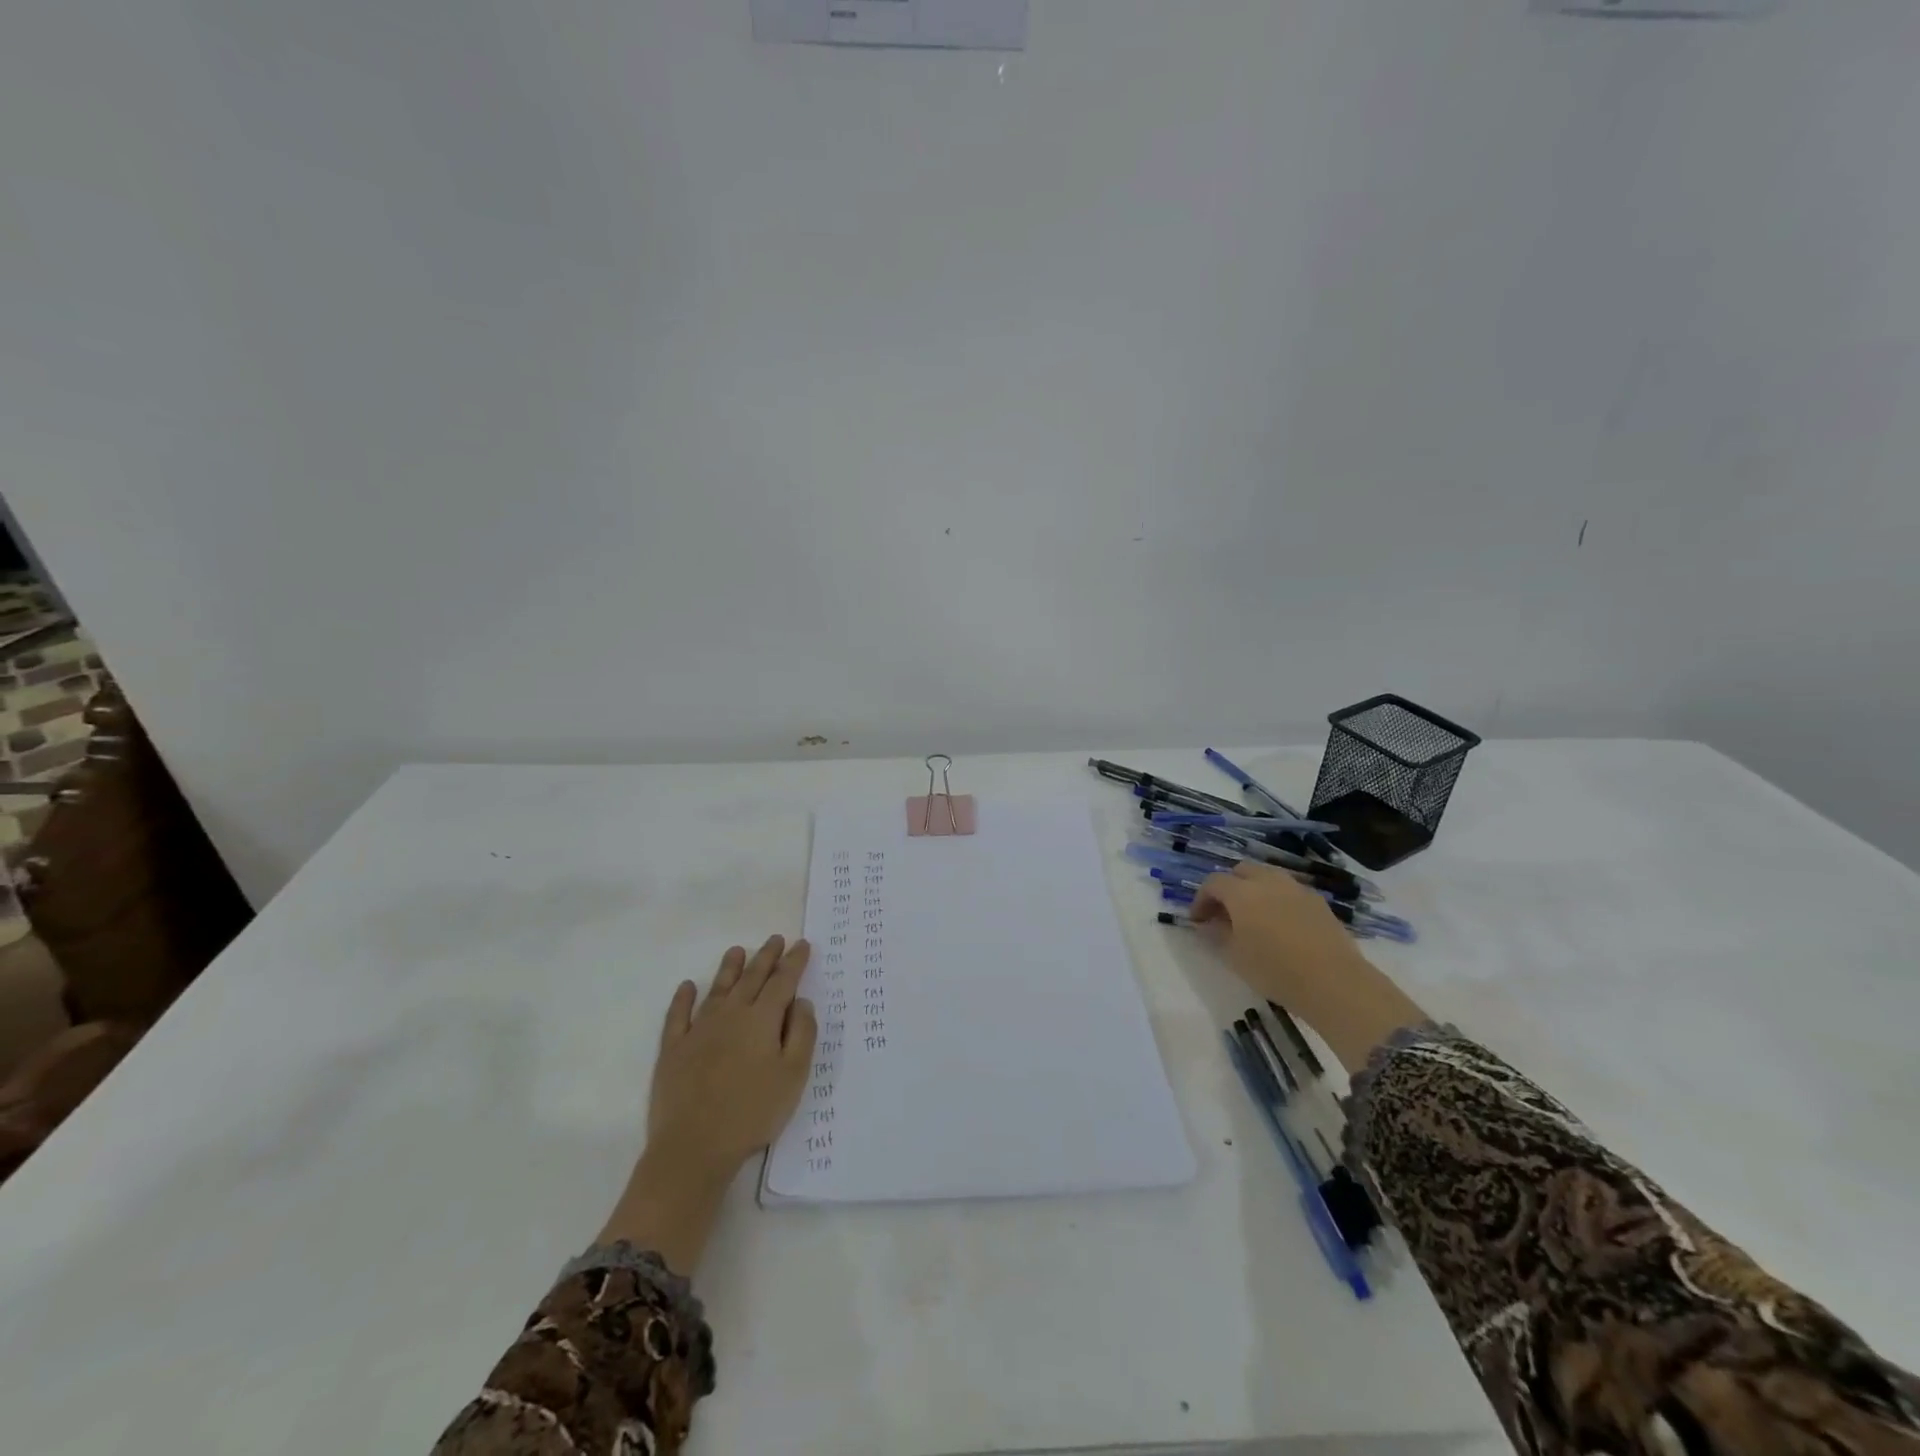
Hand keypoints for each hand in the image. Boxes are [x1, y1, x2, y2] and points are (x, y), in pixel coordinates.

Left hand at [648, 935, 816, 1173]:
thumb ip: (802, 1034)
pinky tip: (687, 987)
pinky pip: (678, 1015)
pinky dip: (683, 998)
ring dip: (729, 968)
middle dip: (766, 957)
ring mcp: (698, 1030)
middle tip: (775, 939)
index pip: (782, 981)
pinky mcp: (673, 1049)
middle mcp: (731, 1014)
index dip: (794, 962)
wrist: (693, 1147)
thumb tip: (801, 1001)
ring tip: (737, 950)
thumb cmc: (752, 1112)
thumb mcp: (793, 1075)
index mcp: (762, 1019)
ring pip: (717, 989)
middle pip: (751, 978)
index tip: (802, 944)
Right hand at [1191, 862, 1425, 1071]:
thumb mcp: (1235, 957)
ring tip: (1252, 917)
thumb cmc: (1275, 970)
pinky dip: (1277, 899)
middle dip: (1228, 887)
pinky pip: (1289, 891)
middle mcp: (1268, 881)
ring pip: (1268, 876)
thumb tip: (1208, 924)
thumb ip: (1217, 935)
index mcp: (1242, 892)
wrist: (1334, 983)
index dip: (1201, 899)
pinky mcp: (1319, 902)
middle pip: (1241, 870)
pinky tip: (1280, 925)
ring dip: (1254, 890)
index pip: (1213, 883)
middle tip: (1224, 913)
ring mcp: (1297, 889)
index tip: (1197, 920)